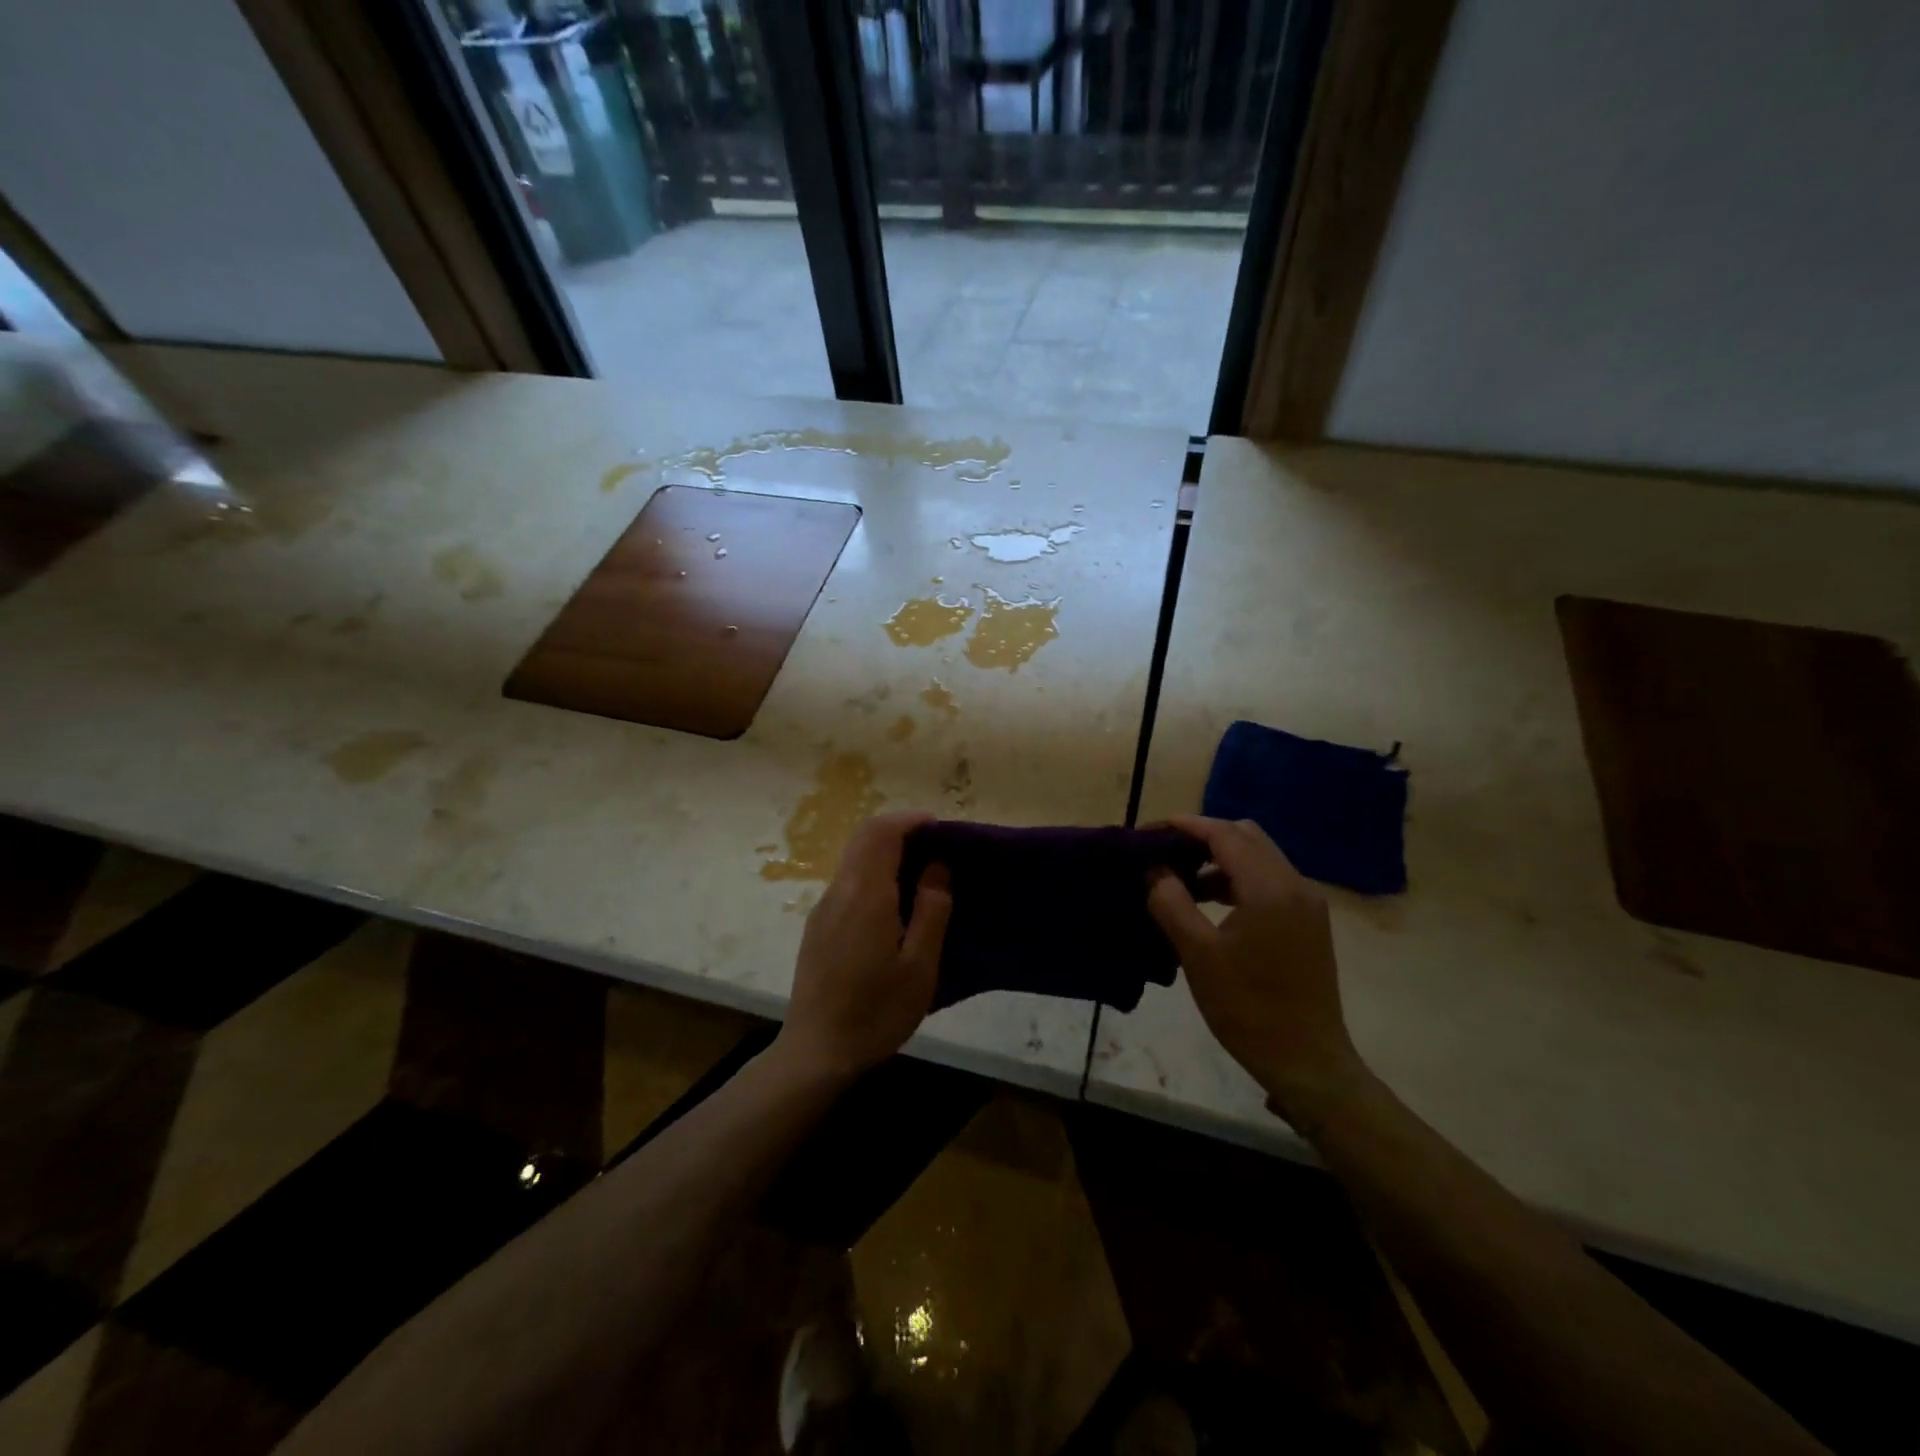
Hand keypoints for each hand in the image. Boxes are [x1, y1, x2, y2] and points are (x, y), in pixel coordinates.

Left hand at [778, 811, 952, 1083]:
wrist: (817, 1051)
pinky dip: (873, 873)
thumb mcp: (920, 966)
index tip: (940, 828)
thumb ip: (932, 910)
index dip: (911, 821)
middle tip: (935, 847)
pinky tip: (894, 904)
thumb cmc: (877, 1011)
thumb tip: (937, 866)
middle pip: (864, 838)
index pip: (881, 832)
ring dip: (885, 852)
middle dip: (899, 831)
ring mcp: (823, 908)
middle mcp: (839, 891)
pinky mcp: (818, 926)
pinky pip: (848, 882)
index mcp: (865, 895)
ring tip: (921, 874)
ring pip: (854, 858)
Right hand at [1147, 815, 1365, 1119]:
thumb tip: (1155, 870)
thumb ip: (1171, 902)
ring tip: (1181, 879)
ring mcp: (1307, 903)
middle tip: (1164, 853)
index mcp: (1270, 888)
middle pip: (1245, 836)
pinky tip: (1210, 901)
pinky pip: (1269, 880)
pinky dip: (1237, 878)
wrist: (1306, 1061)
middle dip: (1202, 836)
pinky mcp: (1308, 921)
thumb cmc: (1247, 1008)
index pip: (1224, 834)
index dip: (1184, 826)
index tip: (1149, 832)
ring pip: (1259, 856)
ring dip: (1220, 858)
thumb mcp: (1197, 954)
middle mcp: (1295, 884)